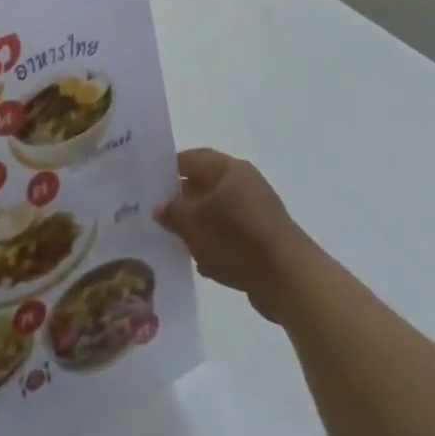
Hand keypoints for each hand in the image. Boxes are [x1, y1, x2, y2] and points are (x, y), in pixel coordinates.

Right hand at [157, 149, 314, 321]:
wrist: (287, 277)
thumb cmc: (237, 239)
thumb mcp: (195, 223)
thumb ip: (173, 211)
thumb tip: (160, 205)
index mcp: (228, 169)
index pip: (192, 158)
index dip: (168, 169)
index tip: (147, 185)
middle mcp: (243, 183)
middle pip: (203, 184)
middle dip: (180, 201)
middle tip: (154, 216)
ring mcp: (254, 210)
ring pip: (215, 212)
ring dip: (196, 225)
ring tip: (172, 242)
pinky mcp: (261, 237)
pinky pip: (229, 234)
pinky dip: (214, 243)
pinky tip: (201, 262)